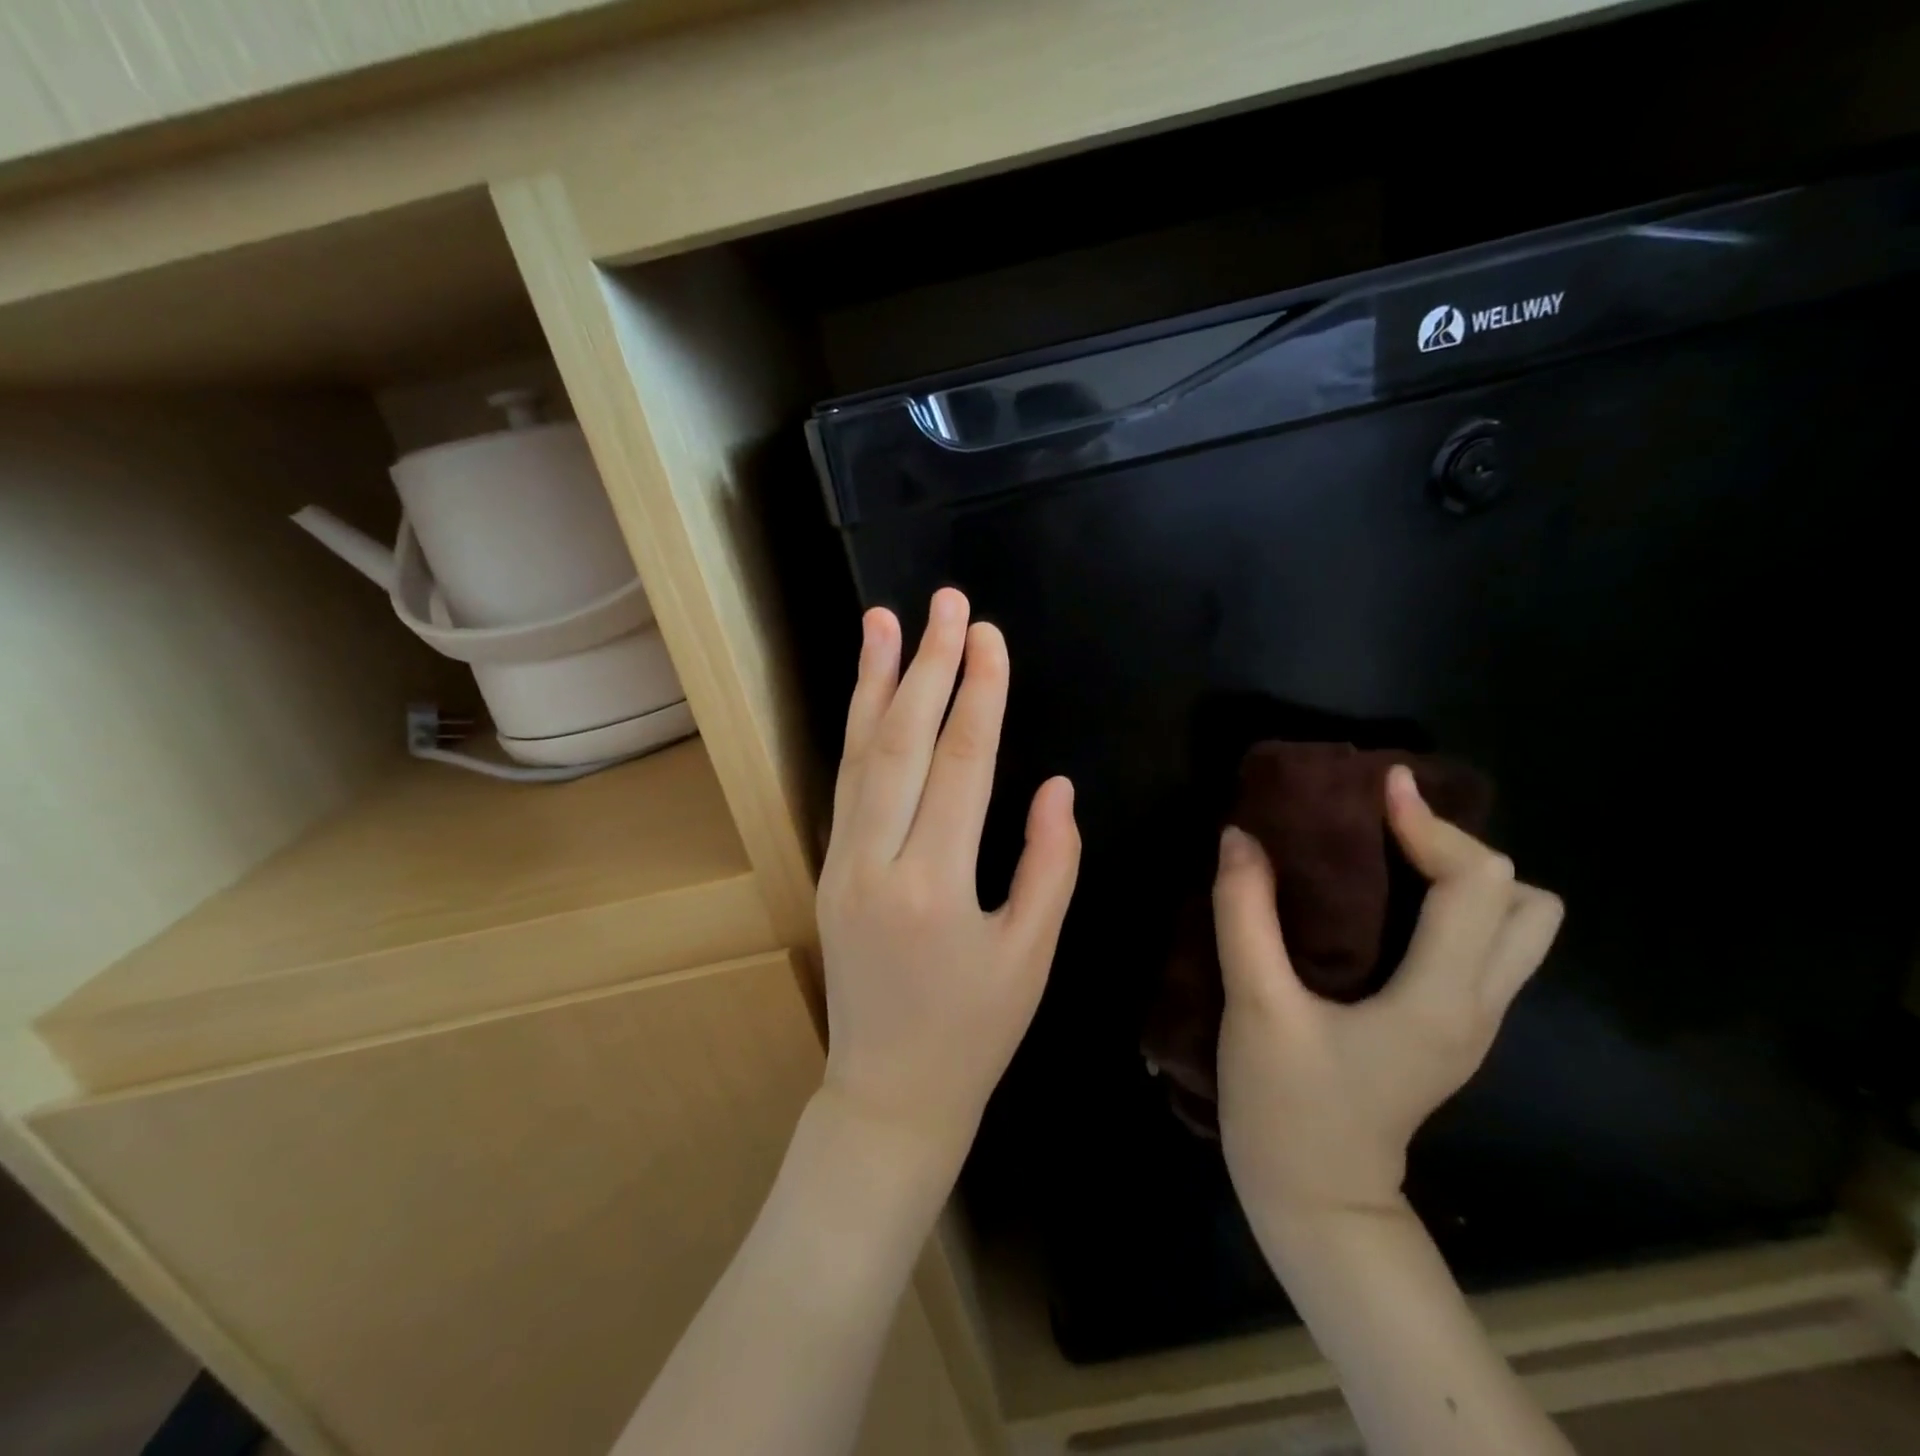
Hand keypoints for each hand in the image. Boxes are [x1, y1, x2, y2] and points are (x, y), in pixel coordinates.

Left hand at [815, 589, 1080, 1174]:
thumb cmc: (975, 1031)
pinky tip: (866, 694)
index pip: (963, 764)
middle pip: (903, 743)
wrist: (889, 1091)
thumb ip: (1050, 864)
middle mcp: (878, 863)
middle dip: (927, 665)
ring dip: (872, 683)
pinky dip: (856, 731)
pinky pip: (845, 786)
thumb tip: (1056, 785)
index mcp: (937, 885)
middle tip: (945, 602)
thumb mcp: (1032, 955)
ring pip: (858, 756)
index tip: (988, 635)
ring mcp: (842, 863)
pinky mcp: (829, 868)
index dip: (978, 693)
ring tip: (883, 622)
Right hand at [1214, 765, 1562, 1219]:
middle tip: (1387, 830)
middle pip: (1524, 902)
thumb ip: (1245, 916)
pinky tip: (1383, 901)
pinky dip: (1448, 906)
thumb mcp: (1255, 1006)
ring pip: (1515, 929)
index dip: (1432, 825)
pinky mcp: (1448, 1029)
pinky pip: (1478, 946)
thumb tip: (1240, 838)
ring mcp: (1470, 1022)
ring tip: (1390, 858)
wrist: (1316, 1202)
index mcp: (1440, 998)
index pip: (1477, 885)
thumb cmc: (1287, 1107)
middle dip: (1461, 849)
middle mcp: (1476, 1005)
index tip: (1379, 787)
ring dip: (1464, 878)